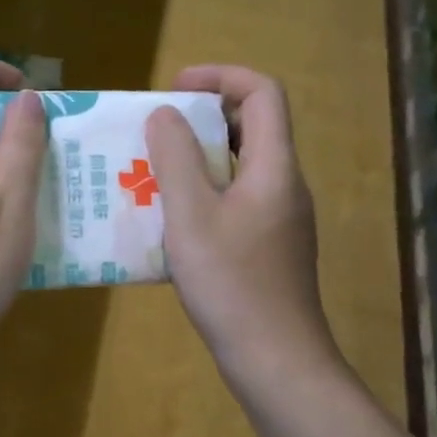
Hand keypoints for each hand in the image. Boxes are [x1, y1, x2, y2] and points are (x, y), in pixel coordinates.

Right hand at [145, 66, 338, 386]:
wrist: (275, 360)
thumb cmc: (231, 283)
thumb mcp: (191, 215)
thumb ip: (175, 158)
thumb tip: (165, 114)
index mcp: (274, 167)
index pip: (263, 92)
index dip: (221, 76)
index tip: (174, 88)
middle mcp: (284, 184)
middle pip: (253, 125)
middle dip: (203, 116)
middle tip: (156, 130)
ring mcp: (279, 217)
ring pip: (240, 165)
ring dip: (198, 157)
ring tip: (152, 170)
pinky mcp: (268, 245)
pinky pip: (236, 198)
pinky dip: (204, 191)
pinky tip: (169, 218)